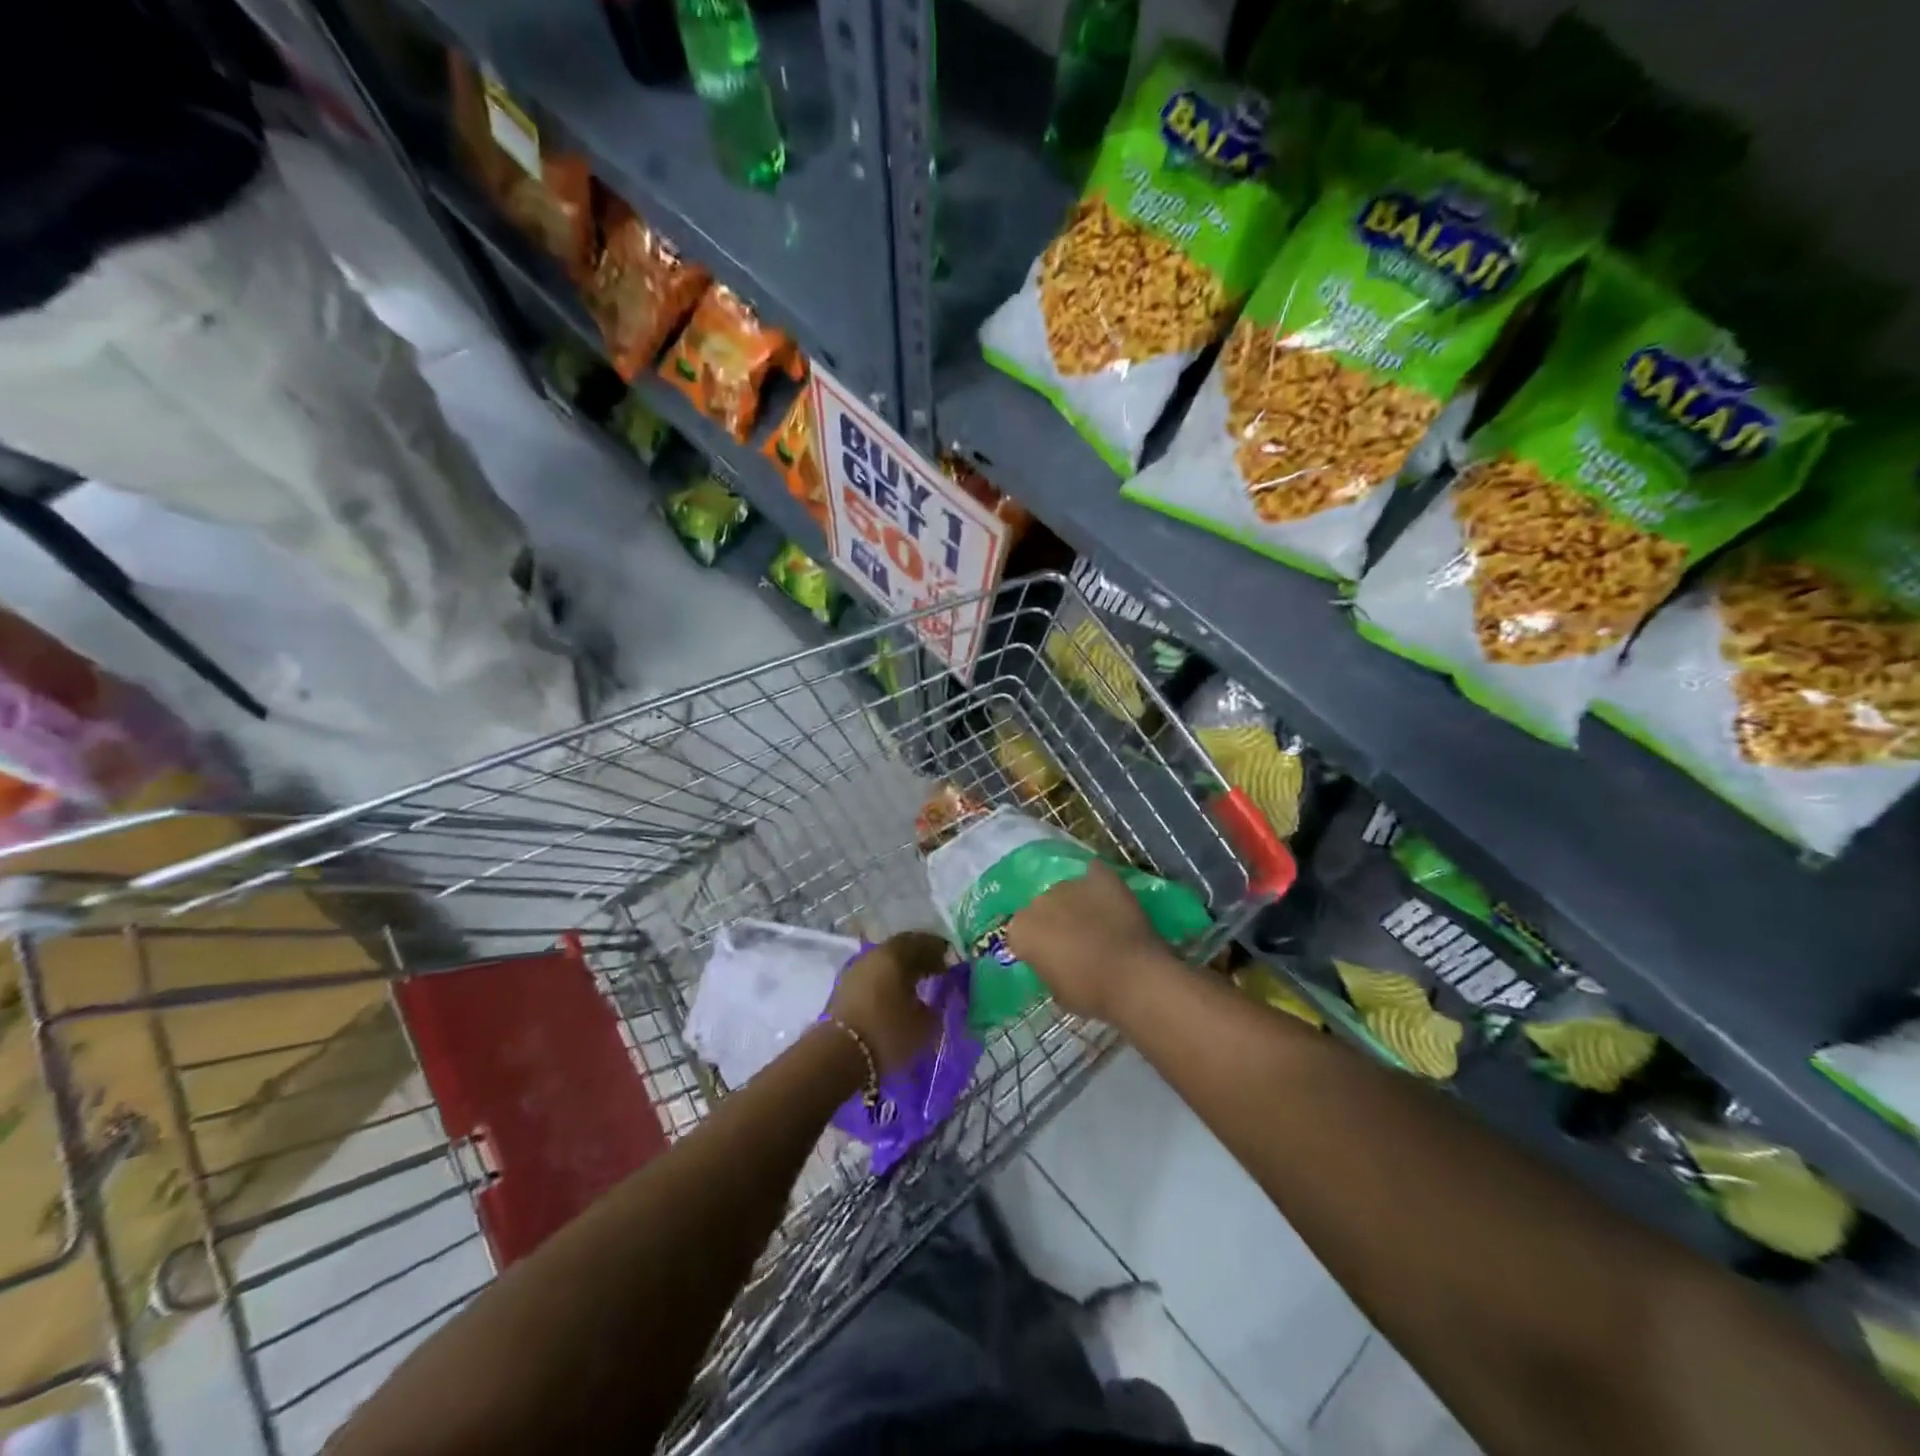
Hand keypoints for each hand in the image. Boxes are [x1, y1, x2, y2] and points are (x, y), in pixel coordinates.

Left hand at [825, 931, 950, 1074]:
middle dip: (921, 958)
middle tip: (937, 970)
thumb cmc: (888, 1033)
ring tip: (918, 986)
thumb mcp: (925, 1024)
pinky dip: (888, 981)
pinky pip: (873, 976)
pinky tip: (896, 997)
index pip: (923, 942)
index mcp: (895, 954)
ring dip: (902, 970)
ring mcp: (856, 970)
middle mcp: (874, 954)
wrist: (838, 1055)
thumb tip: (941, 998)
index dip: (940, 951)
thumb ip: (938, 1006)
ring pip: (885, 962)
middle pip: (902, 949)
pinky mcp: (844, 989)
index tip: (952, 963)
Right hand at [1005, 864, 1177, 1024]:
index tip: (1050, 958)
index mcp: (1021, 930)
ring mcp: (1070, 884)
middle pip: (1042, 907)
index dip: (1035, 945)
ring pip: (1067, 891)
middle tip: (1074, 941)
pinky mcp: (1100, 875)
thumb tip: (1053, 960)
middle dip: (1054, 921)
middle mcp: (1039, 900)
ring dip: (1076, 904)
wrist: (1133, 977)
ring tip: (1099, 923)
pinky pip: (1094, 874)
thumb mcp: (1056, 991)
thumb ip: (1046, 967)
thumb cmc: (1091, 993)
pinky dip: (1098, 884)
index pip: (1020, 933)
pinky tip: (1109, 899)